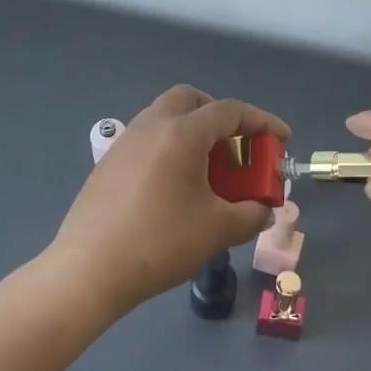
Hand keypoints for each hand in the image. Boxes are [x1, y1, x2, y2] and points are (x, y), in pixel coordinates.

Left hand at [50, 85, 288, 315]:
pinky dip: (169, 148)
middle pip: (191, 99)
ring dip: (192, 131)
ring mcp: (125, 142)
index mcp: (182, 132)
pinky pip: (147, 140)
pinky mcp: (108, 163)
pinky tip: (174, 186)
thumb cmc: (159, 242)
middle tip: (236, 146)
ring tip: (207, 170)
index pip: (230, 111)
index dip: (261, 121)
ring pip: (165, 117)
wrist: (89, 270)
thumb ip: (249, 215)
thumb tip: (263, 211)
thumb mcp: (216, 230)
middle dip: (219, 115)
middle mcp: (152, 125)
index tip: (282, 138)